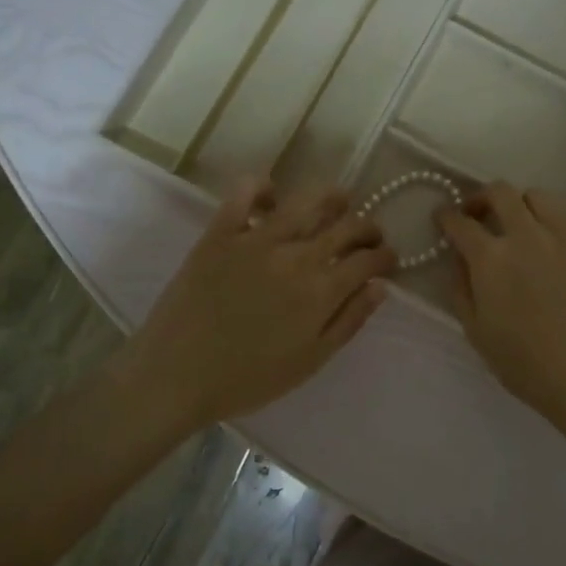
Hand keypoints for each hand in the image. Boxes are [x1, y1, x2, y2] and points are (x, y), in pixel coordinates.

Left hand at [122, 179, 395, 430]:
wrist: (177, 375)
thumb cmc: (249, 378)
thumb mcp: (310, 360)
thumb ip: (349, 321)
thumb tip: (380, 287)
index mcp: (322, 290)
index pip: (369, 259)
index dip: (386, 256)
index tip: (388, 260)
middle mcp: (297, 255)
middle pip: (347, 225)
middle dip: (368, 227)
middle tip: (369, 235)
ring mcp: (257, 238)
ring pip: (306, 201)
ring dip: (331, 197)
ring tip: (339, 201)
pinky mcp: (221, 232)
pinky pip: (245, 193)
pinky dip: (263, 187)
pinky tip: (273, 196)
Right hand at [438, 182, 565, 432]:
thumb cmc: (525, 363)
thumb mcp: (477, 332)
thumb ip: (461, 289)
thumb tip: (459, 261)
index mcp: (491, 259)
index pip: (460, 222)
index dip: (446, 217)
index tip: (442, 218)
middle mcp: (526, 236)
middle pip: (500, 192)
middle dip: (481, 197)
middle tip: (476, 214)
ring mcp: (562, 237)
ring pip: (537, 196)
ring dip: (518, 203)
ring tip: (516, 222)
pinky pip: (565, 216)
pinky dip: (548, 218)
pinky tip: (546, 239)